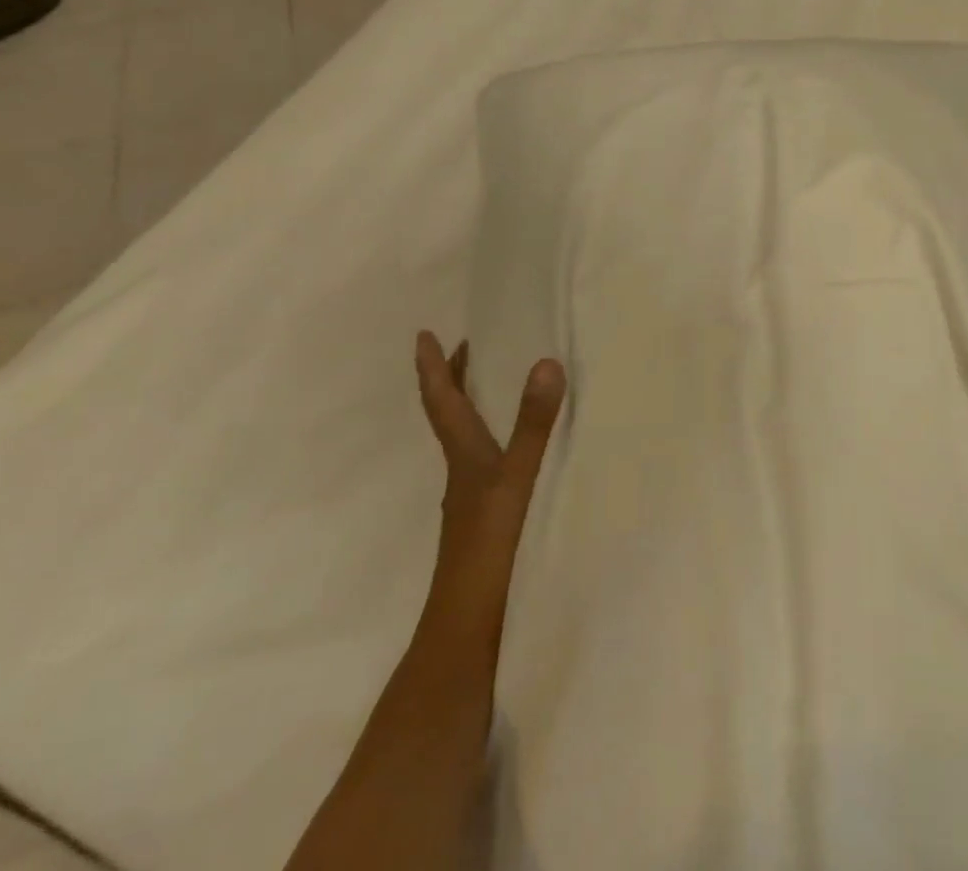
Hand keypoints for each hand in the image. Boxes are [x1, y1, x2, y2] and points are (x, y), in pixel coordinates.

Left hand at [415, 333, 565, 602]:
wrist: (468, 632)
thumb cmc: (489, 549)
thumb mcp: (516, 481)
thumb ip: (532, 425)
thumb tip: (544, 362)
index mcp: (464, 456)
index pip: (442, 401)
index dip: (433, 366)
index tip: (423, 333)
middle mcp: (463, 472)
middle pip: (450, 416)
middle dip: (453, 379)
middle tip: (466, 346)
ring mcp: (473, 499)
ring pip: (467, 440)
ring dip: (474, 407)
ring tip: (494, 387)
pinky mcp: (487, 520)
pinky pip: (486, 462)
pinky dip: (494, 439)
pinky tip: (516, 452)